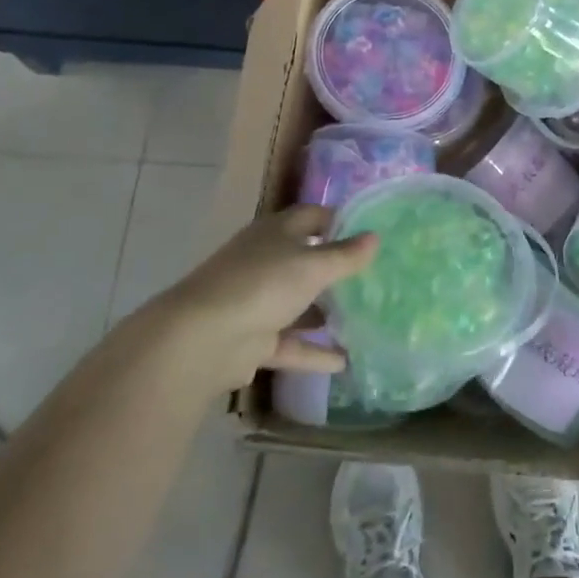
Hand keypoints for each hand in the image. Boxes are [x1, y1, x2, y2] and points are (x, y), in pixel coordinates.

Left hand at [156, 206, 374, 391]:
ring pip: (299, 303)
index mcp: (275, 233)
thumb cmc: (262, 285)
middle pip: (306, 260)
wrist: (202, 339)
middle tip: (376, 277)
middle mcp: (265, 262)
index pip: (312, 216)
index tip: (370, 232)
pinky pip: (291, 343)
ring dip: (326, 312)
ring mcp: (257, 302)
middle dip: (337, 269)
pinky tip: (345, 362)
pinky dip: (314, 352)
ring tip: (365, 318)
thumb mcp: (312, 266)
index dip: (339, 220)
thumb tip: (375, 237)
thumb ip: (345, 255)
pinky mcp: (254, 339)